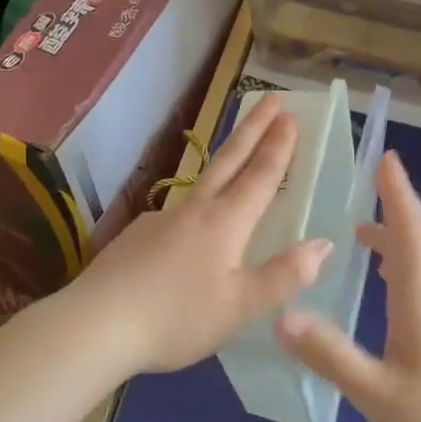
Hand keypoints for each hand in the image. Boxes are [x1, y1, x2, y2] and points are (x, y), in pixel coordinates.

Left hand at [60, 93, 331, 376]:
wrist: (96, 324)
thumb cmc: (176, 318)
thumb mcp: (240, 307)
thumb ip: (284, 276)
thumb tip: (324, 244)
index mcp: (224, 223)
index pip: (259, 176)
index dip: (278, 146)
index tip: (290, 115)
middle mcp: (194, 211)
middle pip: (229, 160)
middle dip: (253, 128)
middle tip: (271, 98)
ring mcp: (161, 220)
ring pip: (202, 182)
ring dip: (226, 159)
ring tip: (238, 154)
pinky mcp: (137, 237)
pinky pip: (178, 212)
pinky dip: (197, 204)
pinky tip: (192, 228)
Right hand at [275, 151, 420, 421]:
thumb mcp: (376, 394)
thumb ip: (330, 355)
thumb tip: (282, 316)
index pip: (410, 231)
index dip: (398, 193)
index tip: (387, 159)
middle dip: (399, 205)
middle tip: (374, 181)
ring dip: (402, 236)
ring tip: (367, 232)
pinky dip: (408, 264)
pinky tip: (391, 282)